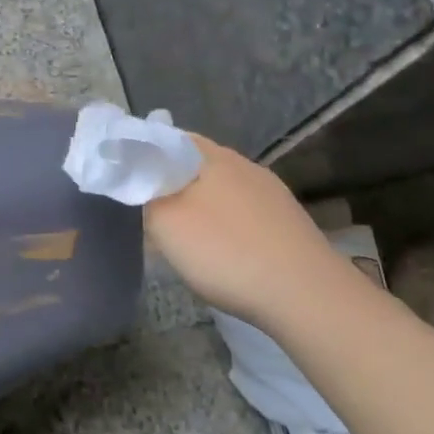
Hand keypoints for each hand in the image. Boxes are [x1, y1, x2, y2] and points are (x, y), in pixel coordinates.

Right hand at [145, 134, 351, 324]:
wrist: (306, 295)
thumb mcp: (164, 223)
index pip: (167, 138)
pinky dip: (227, 226)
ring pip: (221, 190)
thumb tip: (142, 183)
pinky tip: (224, 252)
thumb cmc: (226, 252)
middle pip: (194, 164)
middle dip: (171, 183)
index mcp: (210, 155)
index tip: (127, 179)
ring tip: (185, 237)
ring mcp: (271, 192)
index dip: (144, 154)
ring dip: (200, 206)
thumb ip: (146, 196)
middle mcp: (243, 164)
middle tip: (150, 212)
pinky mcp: (287, 220)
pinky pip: (244, 213)